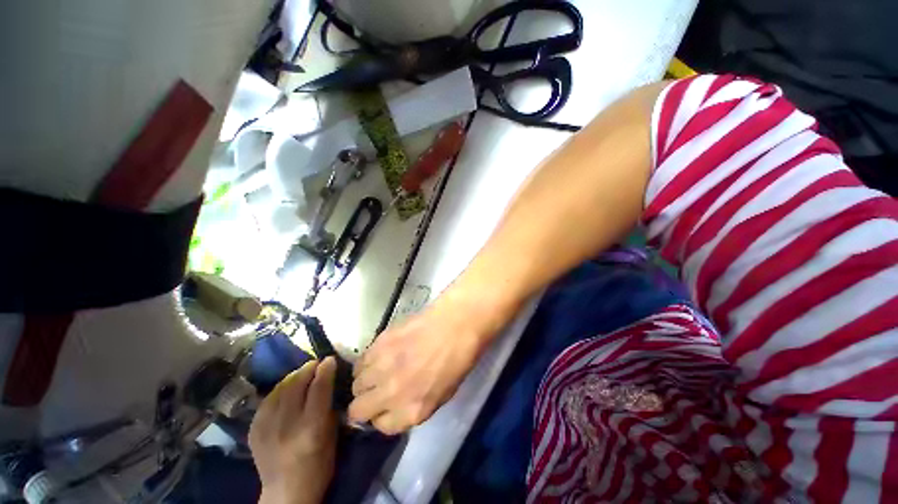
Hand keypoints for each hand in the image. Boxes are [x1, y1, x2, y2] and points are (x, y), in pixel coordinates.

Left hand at [250, 358, 337, 503]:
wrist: (286, 494)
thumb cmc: (318, 466)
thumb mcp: (332, 437)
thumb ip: (329, 407)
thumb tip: (329, 382)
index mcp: (310, 428)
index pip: (318, 389)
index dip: (325, 370)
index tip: (330, 359)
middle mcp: (286, 425)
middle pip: (296, 385)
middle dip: (308, 369)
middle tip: (316, 363)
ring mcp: (266, 428)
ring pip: (279, 390)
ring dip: (293, 377)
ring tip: (302, 372)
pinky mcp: (254, 431)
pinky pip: (267, 401)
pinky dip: (278, 390)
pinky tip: (285, 388)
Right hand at [348, 286, 511, 433]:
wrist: (455, 325)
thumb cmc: (457, 360)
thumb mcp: (440, 396)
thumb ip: (412, 406)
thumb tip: (393, 407)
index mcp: (412, 411)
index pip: (380, 426)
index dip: (382, 416)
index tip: (385, 407)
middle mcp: (392, 393)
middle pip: (358, 409)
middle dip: (364, 404)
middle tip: (375, 392)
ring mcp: (383, 367)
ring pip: (356, 383)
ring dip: (365, 381)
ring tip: (378, 371)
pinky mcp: (379, 343)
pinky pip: (361, 360)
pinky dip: (367, 362)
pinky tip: (379, 355)